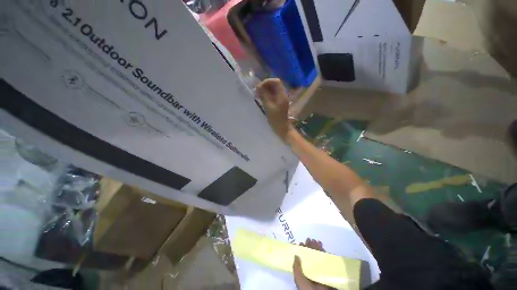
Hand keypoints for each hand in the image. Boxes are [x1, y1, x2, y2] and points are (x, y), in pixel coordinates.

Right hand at [256, 78, 293, 141]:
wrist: (282, 128)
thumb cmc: (276, 119)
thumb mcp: (269, 107)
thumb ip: (264, 96)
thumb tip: (258, 87)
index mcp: (282, 95)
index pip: (276, 82)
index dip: (267, 82)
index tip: (259, 87)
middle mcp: (282, 95)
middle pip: (274, 85)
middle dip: (265, 86)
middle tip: (257, 91)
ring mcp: (280, 99)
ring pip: (272, 90)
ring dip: (265, 90)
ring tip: (257, 94)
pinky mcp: (278, 103)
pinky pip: (272, 96)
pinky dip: (266, 95)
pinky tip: (260, 98)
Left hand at [293, 238, 331, 289]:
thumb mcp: (300, 281)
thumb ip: (296, 269)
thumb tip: (296, 254)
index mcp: (305, 274)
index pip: (303, 260)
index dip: (302, 251)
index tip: (302, 243)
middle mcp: (313, 271)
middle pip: (311, 256)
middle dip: (310, 247)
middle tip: (309, 239)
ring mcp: (322, 271)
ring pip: (319, 256)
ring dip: (317, 247)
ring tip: (316, 241)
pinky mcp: (331, 271)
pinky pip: (328, 260)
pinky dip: (325, 252)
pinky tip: (322, 245)